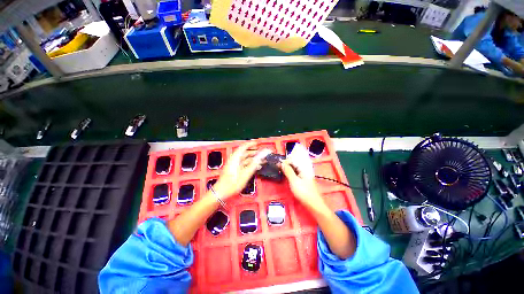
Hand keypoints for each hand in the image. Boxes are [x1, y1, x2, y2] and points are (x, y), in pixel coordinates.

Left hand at [212, 141, 265, 199]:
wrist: (221, 193)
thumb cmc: (232, 183)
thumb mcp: (246, 173)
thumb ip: (255, 163)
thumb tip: (263, 154)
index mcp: (235, 158)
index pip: (244, 147)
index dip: (251, 144)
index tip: (258, 144)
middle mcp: (234, 160)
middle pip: (245, 152)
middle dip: (254, 152)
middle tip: (262, 153)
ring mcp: (234, 165)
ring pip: (245, 159)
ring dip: (253, 159)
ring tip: (262, 160)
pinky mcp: (235, 170)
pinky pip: (244, 164)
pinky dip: (250, 164)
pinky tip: (256, 167)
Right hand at [280, 160, 323, 206]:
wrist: (313, 205)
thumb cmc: (303, 192)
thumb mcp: (294, 181)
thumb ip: (288, 171)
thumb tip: (282, 163)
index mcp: (304, 168)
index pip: (293, 160)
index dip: (285, 161)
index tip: (278, 164)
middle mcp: (305, 169)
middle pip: (294, 164)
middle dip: (286, 165)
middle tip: (279, 168)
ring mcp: (305, 175)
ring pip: (295, 169)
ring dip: (288, 169)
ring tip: (281, 171)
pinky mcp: (304, 180)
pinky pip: (296, 173)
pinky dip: (291, 174)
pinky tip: (287, 176)